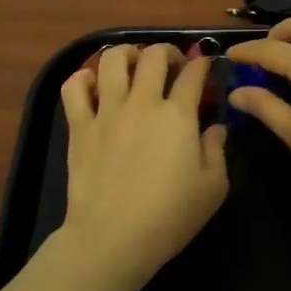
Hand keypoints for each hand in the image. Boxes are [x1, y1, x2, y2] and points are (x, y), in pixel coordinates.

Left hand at [54, 44, 228, 290]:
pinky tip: (93, 84)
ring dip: (126, 54)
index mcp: (178, 114)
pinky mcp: (79, 126)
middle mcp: (142, 102)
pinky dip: (83, 78)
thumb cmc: (169, 216)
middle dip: (166, 51)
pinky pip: (74, 87)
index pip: (193, 73)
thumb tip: (215, 128)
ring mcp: (107, 111)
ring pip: (111, 59)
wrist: (113, 238)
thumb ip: (217, 151)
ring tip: (132, 64)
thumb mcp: (213, 188)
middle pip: (153, 55)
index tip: (205, 67)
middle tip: (170, 65)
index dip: (202, 64)